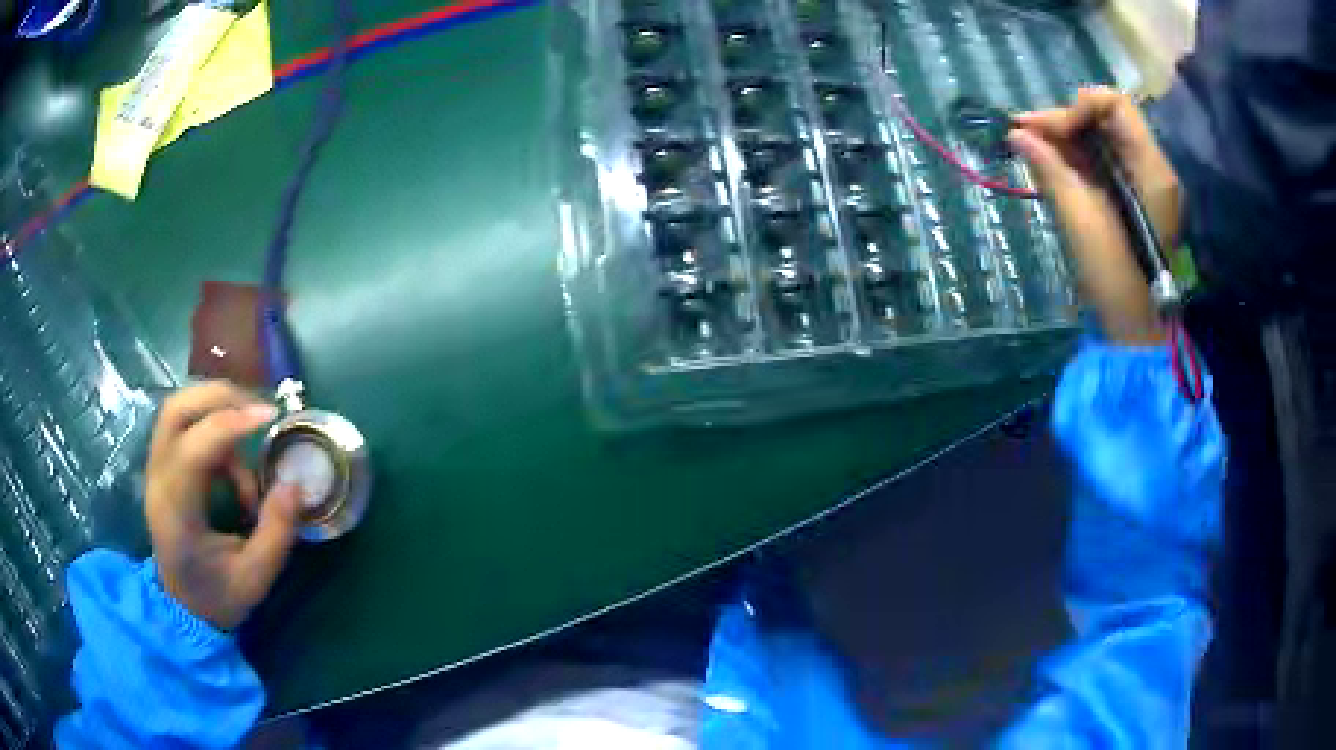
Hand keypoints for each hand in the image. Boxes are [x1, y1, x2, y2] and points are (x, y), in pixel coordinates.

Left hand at [146, 382, 301, 629]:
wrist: (183, 606)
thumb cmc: (217, 596)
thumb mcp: (255, 579)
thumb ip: (276, 534)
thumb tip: (294, 485)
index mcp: (175, 513)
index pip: (193, 449)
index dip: (230, 424)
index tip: (270, 418)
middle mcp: (158, 480)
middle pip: (176, 410)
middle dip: (220, 397)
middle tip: (259, 411)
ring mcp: (156, 468)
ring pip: (178, 408)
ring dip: (217, 406)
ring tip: (250, 428)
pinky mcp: (164, 464)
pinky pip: (186, 423)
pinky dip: (214, 426)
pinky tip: (235, 459)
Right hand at [1008, 87, 1179, 344]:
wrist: (1134, 324)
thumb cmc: (1114, 276)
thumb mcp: (1081, 219)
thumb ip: (1050, 169)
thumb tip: (1016, 134)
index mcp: (1150, 169)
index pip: (1116, 105)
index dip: (1079, 107)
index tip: (1050, 131)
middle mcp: (1151, 165)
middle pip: (1106, 118)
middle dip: (1065, 120)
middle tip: (1024, 132)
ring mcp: (1143, 180)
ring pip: (1101, 137)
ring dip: (1066, 137)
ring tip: (1028, 143)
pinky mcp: (1133, 193)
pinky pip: (1103, 160)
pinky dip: (1075, 156)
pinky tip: (1048, 159)